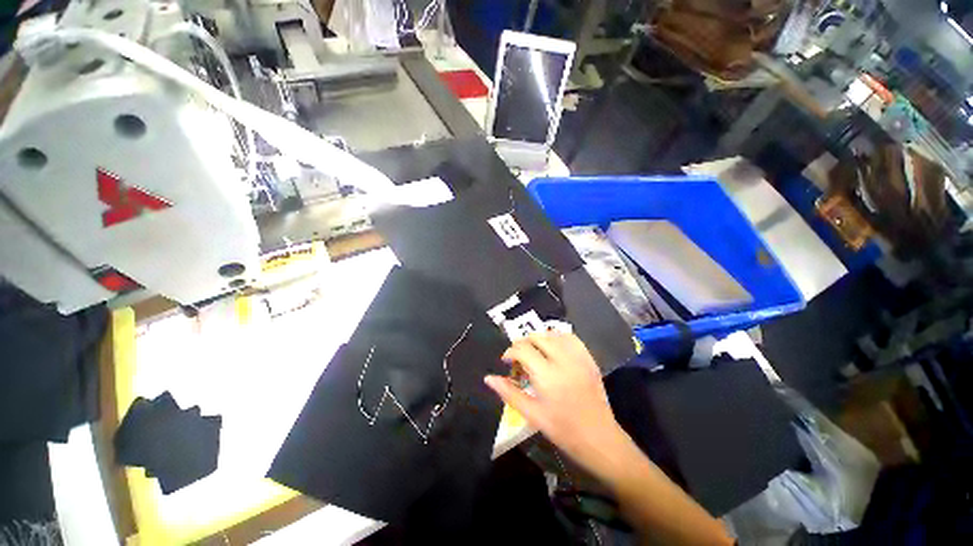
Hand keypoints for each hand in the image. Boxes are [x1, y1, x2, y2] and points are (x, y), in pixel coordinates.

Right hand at [485, 333, 630, 478]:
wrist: (600, 439)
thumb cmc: (563, 431)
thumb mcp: (532, 414)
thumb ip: (509, 393)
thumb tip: (488, 378)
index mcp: (547, 375)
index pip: (522, 349)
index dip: (510, 352)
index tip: (506, 361)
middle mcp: (562, 360)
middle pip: (537, 337)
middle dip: (523, 344)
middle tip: (520, 359)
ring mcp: (578, 357)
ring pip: (553, 334)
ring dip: (540, 339)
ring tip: (535, 353)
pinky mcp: (589, 359)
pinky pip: (571, 338)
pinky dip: (558, 338)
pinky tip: (554, 349)